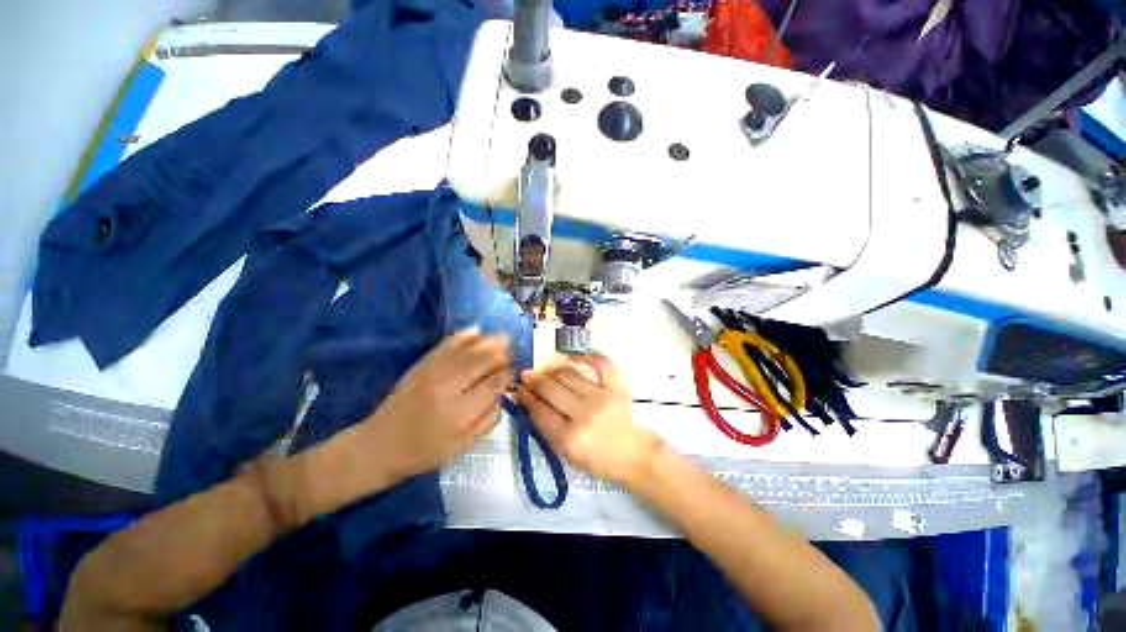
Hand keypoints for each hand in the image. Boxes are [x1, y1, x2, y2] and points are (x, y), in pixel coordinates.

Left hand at [357, 330, 510, 482]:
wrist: (379, 445)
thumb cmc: (424, 452)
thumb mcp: (462, 446)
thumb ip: (488, 420)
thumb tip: (502, 393)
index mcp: (460, 413)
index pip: (493, 383)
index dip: (507, 374)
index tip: (513, 372)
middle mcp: (448, 387)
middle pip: (484, 360)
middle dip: (502, 354)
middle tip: (510, 354)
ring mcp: (433, 372)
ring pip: (468, 349)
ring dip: (488, 341)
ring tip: (502, 339)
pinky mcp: (422, 365)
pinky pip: (447, 344)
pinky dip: (464, 336)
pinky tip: (477, 332)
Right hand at [517, 354, 662, 484]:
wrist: (630, 452)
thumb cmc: (596, 457)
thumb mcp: (565, 453)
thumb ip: (546, 428)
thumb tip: (530, 399)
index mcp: (570, 438)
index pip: (540, 410)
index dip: (526, 396)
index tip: (519, 388)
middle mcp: (585, 414)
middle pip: (551, 389)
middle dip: (533, 380)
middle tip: (526, 375)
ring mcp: (602, 396)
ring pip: (568, 374)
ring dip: (552, 370)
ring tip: (546, 371)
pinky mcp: (617, 386)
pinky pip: (600, 363)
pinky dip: (585, 355)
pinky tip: (571, 357)